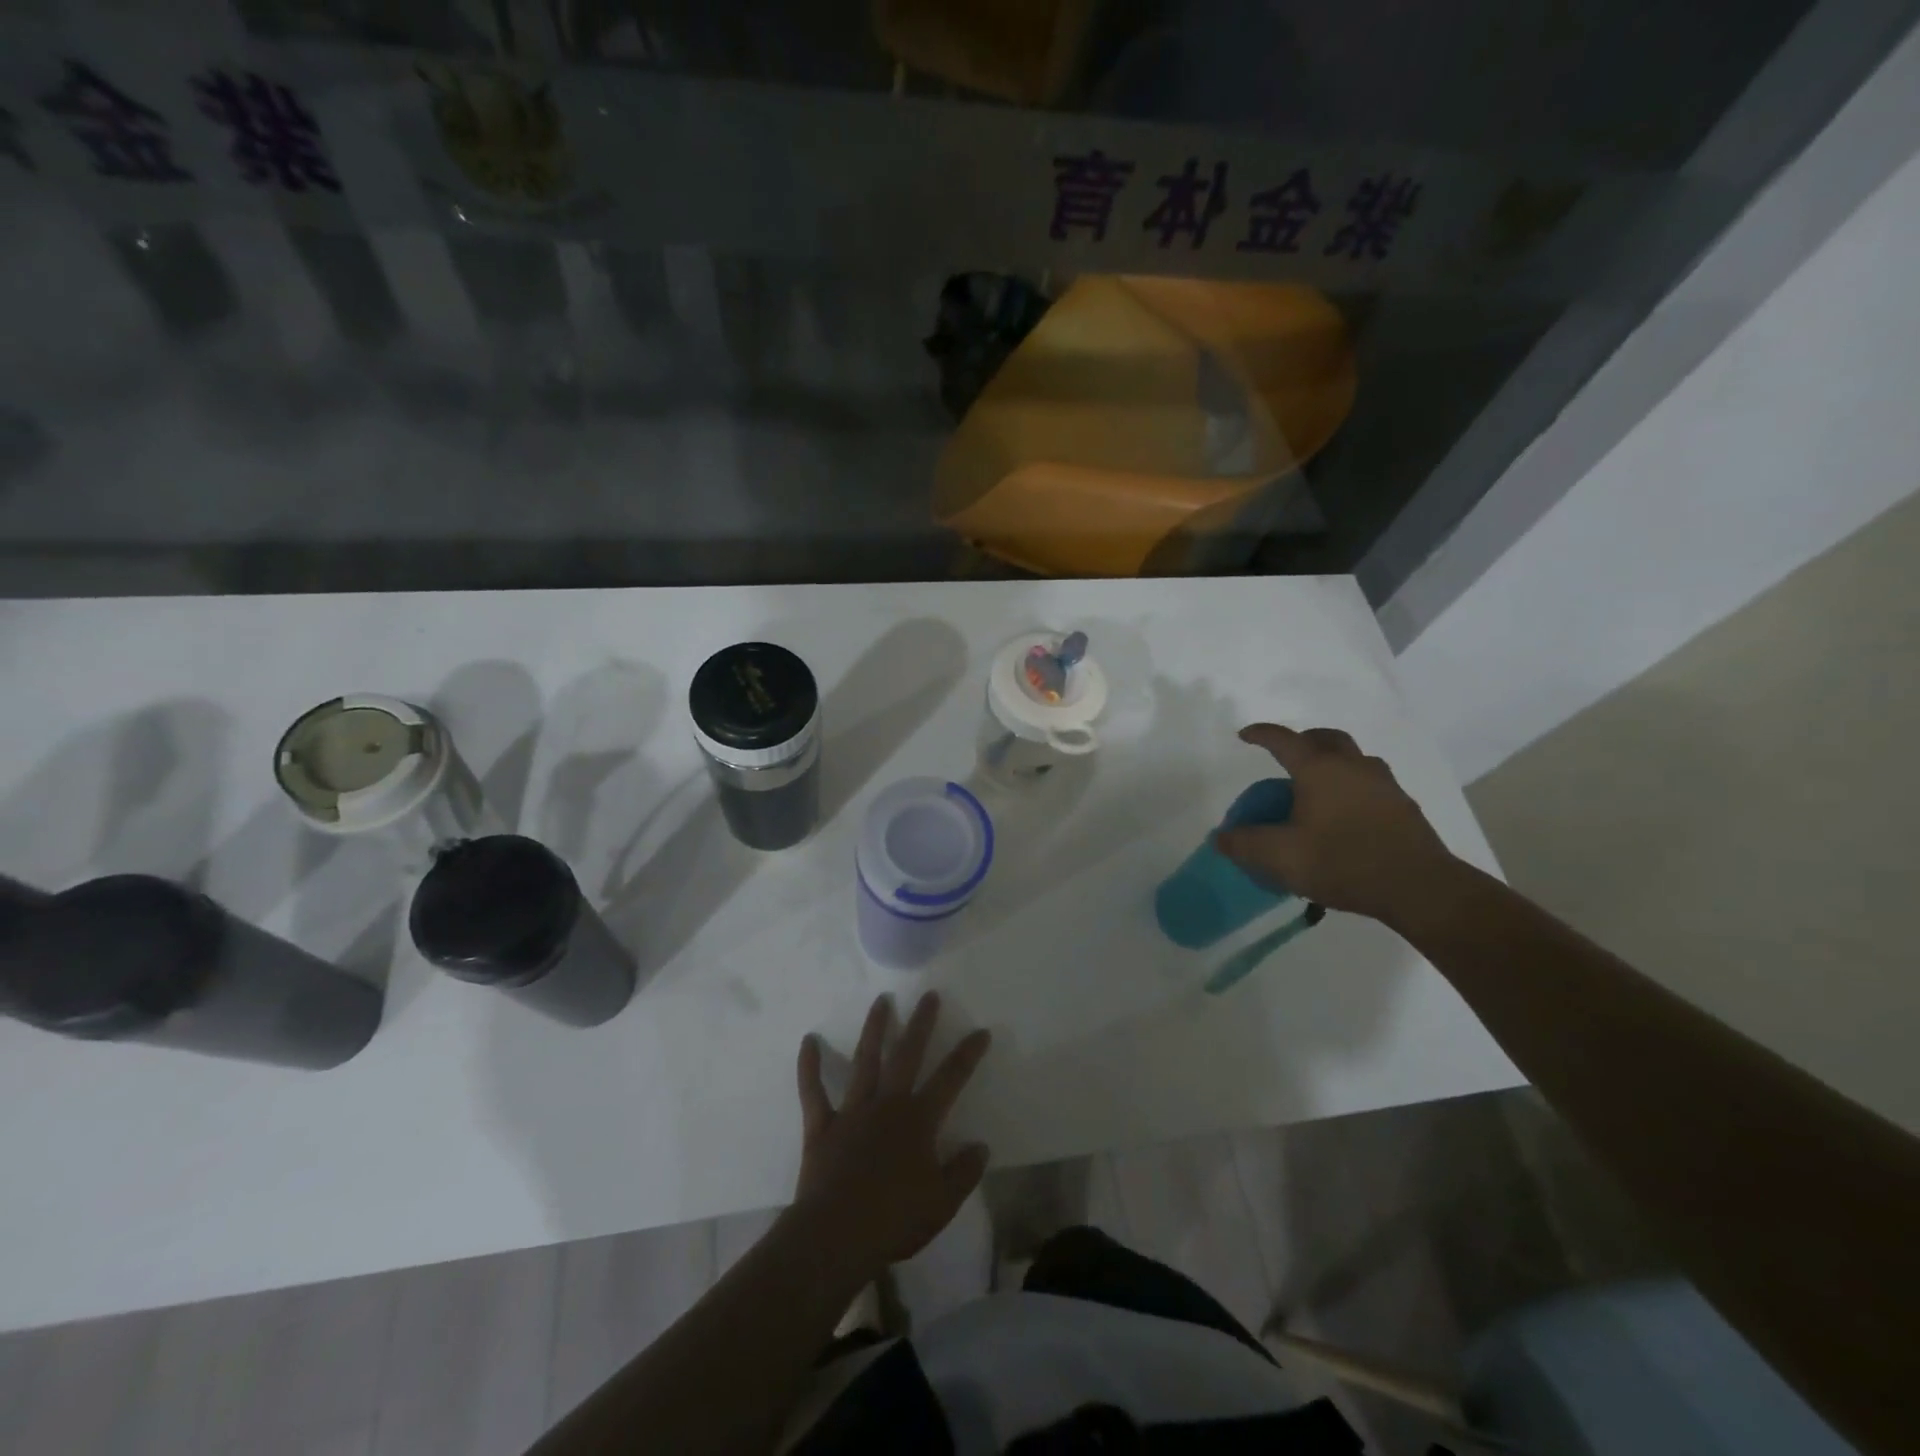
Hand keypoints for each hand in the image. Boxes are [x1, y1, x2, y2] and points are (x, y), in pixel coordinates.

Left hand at [793, 993, 991, 1281]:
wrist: (836, 1237)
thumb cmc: (894, 1220)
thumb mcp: (942, 1203)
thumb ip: (963, 1172)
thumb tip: (981, 1146)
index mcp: (918, 1121)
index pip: (951, 1079)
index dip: (967, 1054)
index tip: (980, 1031)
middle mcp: (887, 1105)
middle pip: (907, 1055)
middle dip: (921, 1023)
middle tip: (929, 996)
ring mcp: (852, 1111)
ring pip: (865, 1060)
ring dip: (874, 1029)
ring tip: (881, 1000)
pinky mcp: (822, 1126)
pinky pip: (813, 1091)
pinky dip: (809, 1066)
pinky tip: (808, 1040)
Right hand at [1215, 724, 1457, 924]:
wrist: (1419, 888)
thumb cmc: (1343, 862)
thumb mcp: (1282, 858)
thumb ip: (1246, 845)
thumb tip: (1221, 838)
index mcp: (1320, 770)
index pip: (1284, 740)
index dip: (1262, 734)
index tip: (1245, 735)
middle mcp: (1353, 767)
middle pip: (1326, 738)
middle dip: (1303, 740)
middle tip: (1288, 756)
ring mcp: (1384, 784)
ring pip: (1354, 759)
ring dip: (1333, 762)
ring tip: (1317, 787)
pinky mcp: (1403, 807)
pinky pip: (1371, 783)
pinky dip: (1352, 786)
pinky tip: (1346, 814)